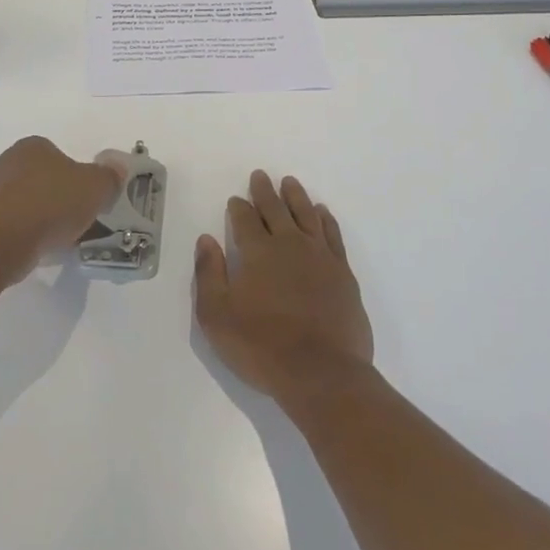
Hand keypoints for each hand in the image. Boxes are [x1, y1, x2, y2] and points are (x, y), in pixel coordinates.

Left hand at [0, 136, 127, 279]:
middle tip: (78, 219)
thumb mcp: (95, 187)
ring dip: (42, 218)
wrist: (1, 242)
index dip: (78, 177)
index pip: (60, 155)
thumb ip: (109, 176)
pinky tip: (39, 249)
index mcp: (33, 146)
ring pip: (27, 203)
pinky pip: (13, 225)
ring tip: (61, 240)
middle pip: (43, 179)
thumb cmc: (50, 204)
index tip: (89, 199)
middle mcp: (7, 162)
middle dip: (60, 198)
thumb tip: (117, 168)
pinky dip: (26, 234)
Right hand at [194, 172, 373, 414]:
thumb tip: (206, 240)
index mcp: (258, 252)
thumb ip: (209, 274)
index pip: (245, 220)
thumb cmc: (262, 347)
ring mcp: (320, 256)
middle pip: (275, 209)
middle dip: (265, 192)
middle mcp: (289, 245)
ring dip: (296, 196)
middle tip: (260, 176)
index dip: (239, 208)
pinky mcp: (343, 273)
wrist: (322, 373)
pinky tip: (322, 212)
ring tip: (290, 182)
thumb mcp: (217, 316)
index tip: (236, 199)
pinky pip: (332, 234)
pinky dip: (325, 219)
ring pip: (306, 214)